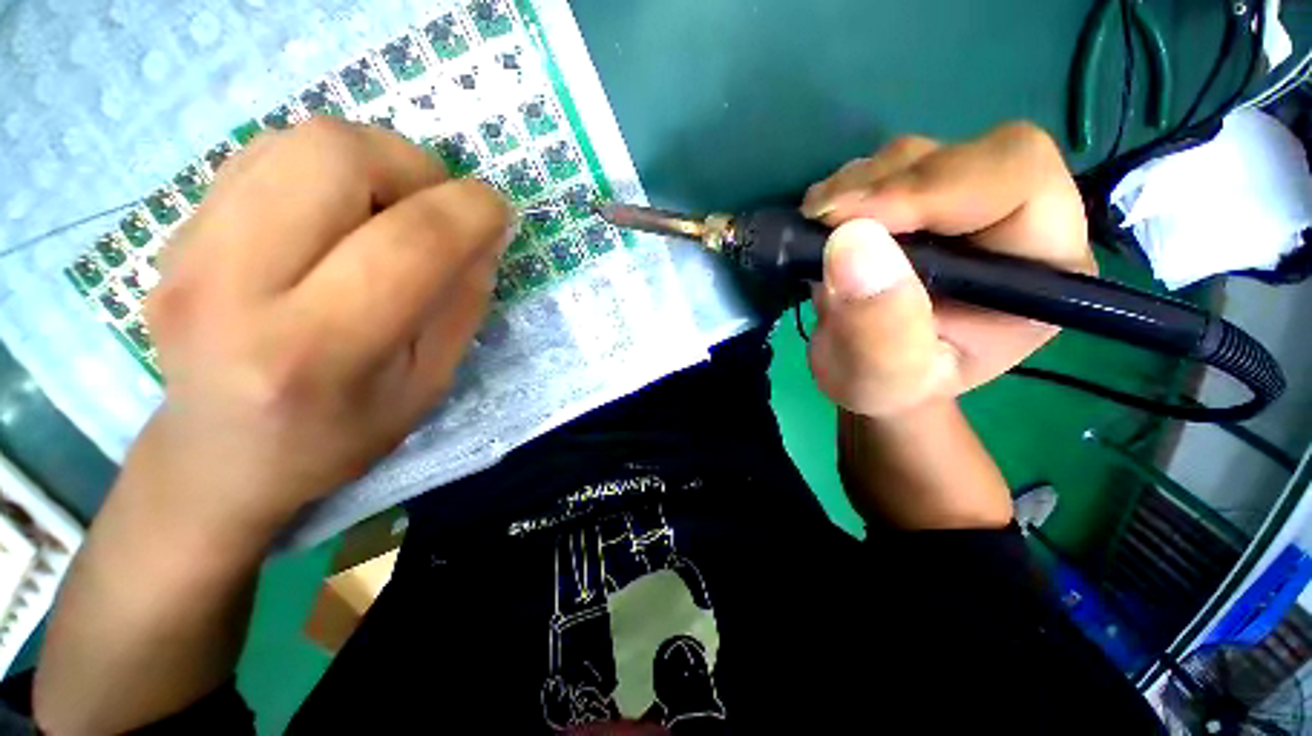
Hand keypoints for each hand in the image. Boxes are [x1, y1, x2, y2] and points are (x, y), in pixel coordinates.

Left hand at [136, 118, 511, 540]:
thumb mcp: (429, 384)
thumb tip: (484, 236)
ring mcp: (189, 249)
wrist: (220, 457)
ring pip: (300, 139)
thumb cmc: (339, 434)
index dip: (472, 211)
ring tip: (391, 209)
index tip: (499, 213)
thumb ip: (462, 305)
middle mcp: (234, 286)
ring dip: (374, 160)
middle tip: (438, 207)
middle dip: (415, 166)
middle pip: (337, 155)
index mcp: (317, 350)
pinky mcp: (175, 230)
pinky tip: (340, 213)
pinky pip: (267, 154)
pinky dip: (327, 168)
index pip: (411, 243)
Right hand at [800, 122, 1093, 418]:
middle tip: (822, 222)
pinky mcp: (915, 203)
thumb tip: (849, 242)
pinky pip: (882, 169)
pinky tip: (822, 225)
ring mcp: (959, 205)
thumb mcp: (883, 377)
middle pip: (966, 155)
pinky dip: (843, 190)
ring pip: (917, 155)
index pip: (1017, 181)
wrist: (872, 374)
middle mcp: (1011, 222)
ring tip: (817, 231)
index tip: (850, 221)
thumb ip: (878, 325)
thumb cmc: (891, 386)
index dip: (935, 187)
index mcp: (1041, 270)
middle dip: (886, 185)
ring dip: (857, 186)